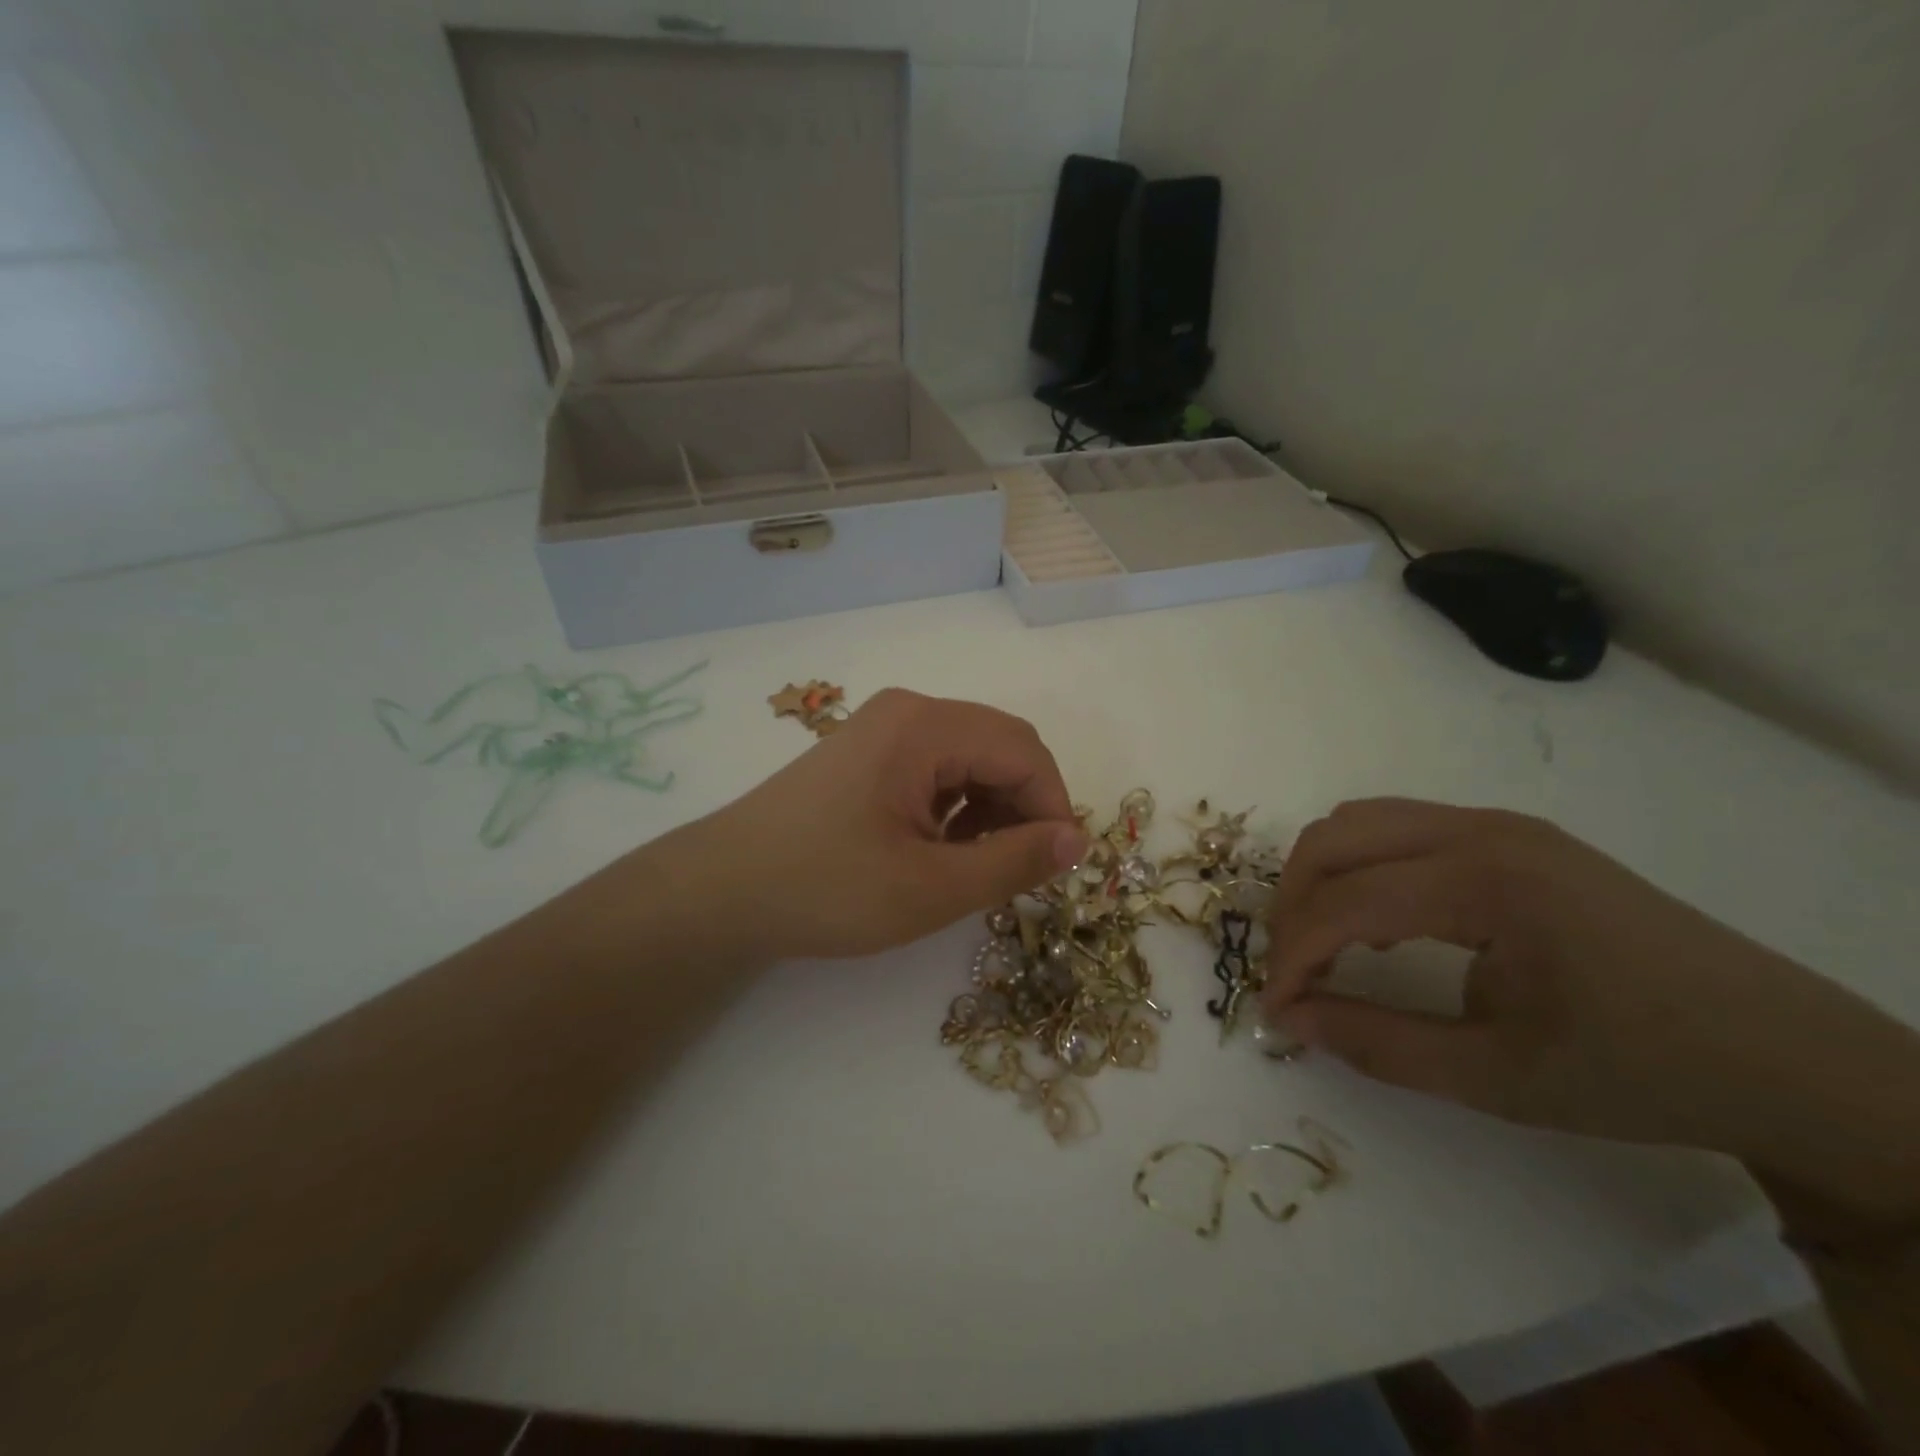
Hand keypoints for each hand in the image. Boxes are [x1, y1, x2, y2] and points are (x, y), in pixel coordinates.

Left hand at [683, 689, 1086, 960]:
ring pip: (971, 757)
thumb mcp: (930, 888)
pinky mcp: (868, 753)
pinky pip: (937, 767)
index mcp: (925, 726)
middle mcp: (908, 712)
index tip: (1056, 868)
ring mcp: (884, 729)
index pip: (1024, 751)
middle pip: (1000, 745)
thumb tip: (1078, 840)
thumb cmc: (826, 889)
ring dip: (992, 807)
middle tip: (1020, 869)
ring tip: (977, 865)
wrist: (721, 891)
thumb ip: (1013, 862)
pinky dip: (958, 805)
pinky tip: (942, 848)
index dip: (1053, 807)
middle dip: (1024, 805)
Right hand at [1261, 799, 1919, 1221]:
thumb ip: (1377, 1044)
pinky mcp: (1510, 835)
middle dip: (1293, 903)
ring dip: (1323, 878)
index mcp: (1485, 882)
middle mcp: (1481, 830)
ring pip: (1360, 821)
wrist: (1785, 1056)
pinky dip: (1364, 867)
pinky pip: (1400, 828)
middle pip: (1334, 838)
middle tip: (1293, 971)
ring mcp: (1498, 824)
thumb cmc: (1640, 1071)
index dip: (1293, 955)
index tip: (1274, 1009)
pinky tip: (1383, 924)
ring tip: (1327, 945)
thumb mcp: (1498, 1079)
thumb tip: (1290, 1018)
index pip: (1346, 902)